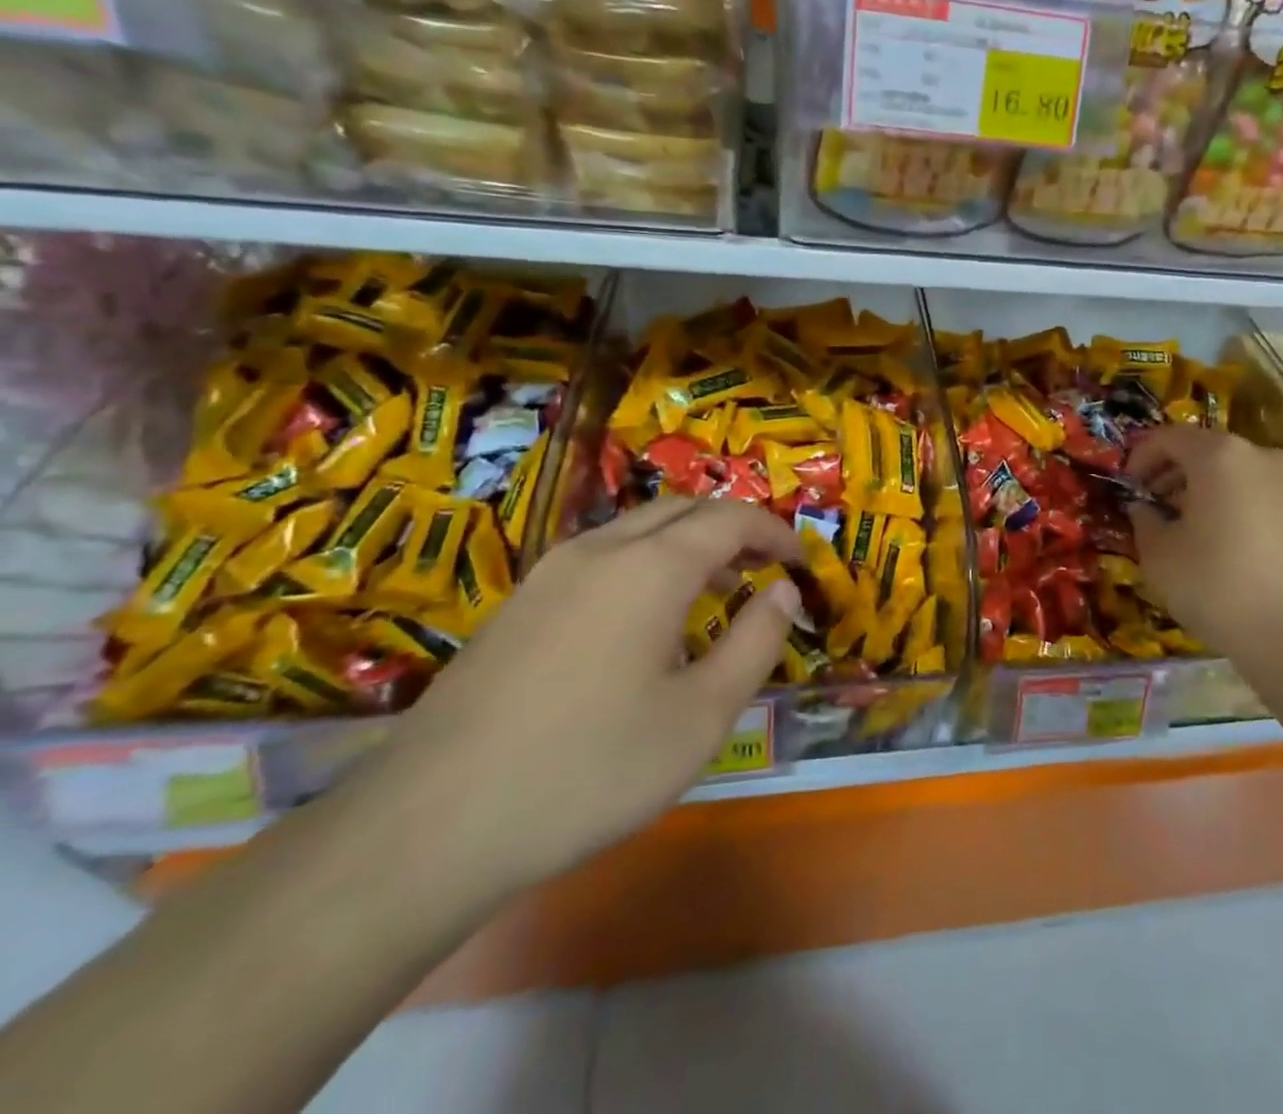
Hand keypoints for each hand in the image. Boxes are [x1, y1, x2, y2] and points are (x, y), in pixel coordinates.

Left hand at [363, 498, 802, 895]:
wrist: (428, 827)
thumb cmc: (588, 769)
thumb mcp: (700, 716)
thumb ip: (755, 643)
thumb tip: (783, 592)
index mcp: (650, 566)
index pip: (730, 519)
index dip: (774, 532)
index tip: (800, 563)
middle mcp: (599, 550)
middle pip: (682, 509)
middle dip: (733, 528)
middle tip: (764, 567)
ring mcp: (550, 573)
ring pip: (637, 529)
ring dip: (688, 543)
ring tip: (717, 590)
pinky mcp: (519, 605)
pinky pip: (602, 557)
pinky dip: (646, 563)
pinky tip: (647, 620)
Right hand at [1126, 426, 1282, 661]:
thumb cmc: (1217, 587)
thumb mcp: (1158, 556)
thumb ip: (1144, 520)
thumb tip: (1145, 508)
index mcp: (1220, 456)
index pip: (1168, 437)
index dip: (1140, 456)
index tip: (1128, 485)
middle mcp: (1261, 455)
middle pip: (1205, 449)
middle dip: (1173, 472)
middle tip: (1152, 503)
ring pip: (1235, 470)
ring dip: (1204, 487)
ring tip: (1186, 524)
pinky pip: (1260, 491)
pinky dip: (1235, 502)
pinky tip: (1224, 540)